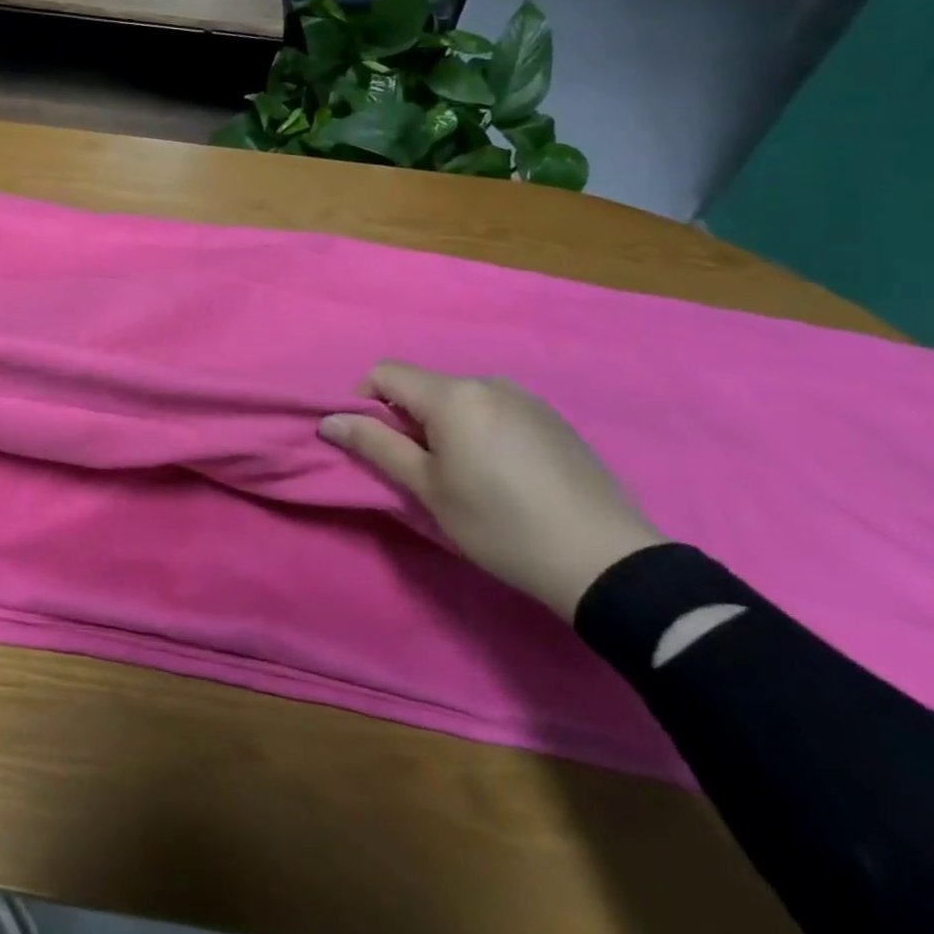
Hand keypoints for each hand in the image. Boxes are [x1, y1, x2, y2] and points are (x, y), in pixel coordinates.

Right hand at [319, 362, 663, 619]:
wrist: (605, 560)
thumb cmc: (499, 524)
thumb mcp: (427, 488)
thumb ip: (375, 445)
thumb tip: (329, 420)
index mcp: (453, 395)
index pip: (385, 373)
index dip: (364, 402)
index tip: (374, 445)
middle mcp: (487, 383)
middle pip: (424, 387)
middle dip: (406, 419)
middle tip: (420, 471)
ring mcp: (525, 398)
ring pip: (459, 400)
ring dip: (443, 426)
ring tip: (464, 476)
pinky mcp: (552, 418)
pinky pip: (494, 410)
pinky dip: (478, 431)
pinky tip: (502, 475)